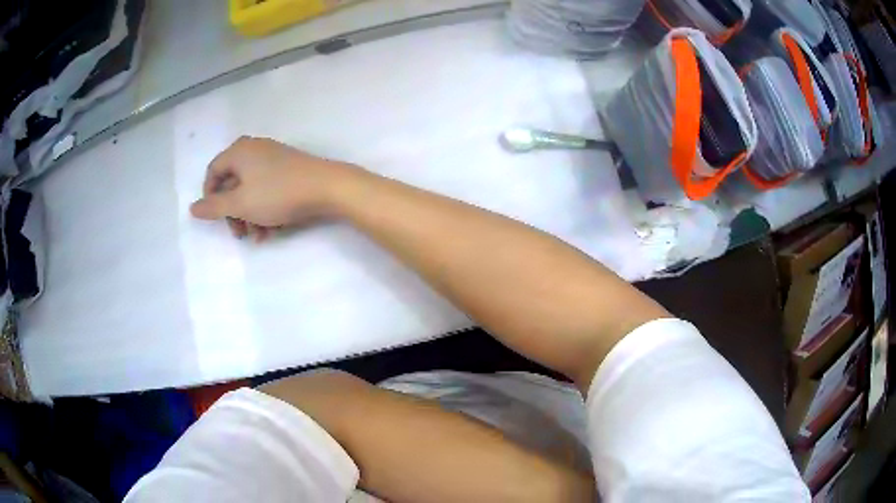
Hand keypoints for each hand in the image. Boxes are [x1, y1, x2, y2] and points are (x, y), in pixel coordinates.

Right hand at [190, 136, 356, 240]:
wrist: (328, 187)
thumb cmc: (277, 193)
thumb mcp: (240, 203)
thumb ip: (214, 207)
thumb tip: (192, 208)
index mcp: (239, 151)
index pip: (213, 171)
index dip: (210, 196)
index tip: (215, 218)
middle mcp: (255, 150)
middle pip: (233, 183)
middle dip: (233, 212)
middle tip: (239, 234)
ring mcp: (274, 159)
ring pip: (252, 191)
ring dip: (251, 216)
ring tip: (258, 237)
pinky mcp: (289, 170)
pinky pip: (269, 190)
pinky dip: (267, 210)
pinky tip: (273, 231)